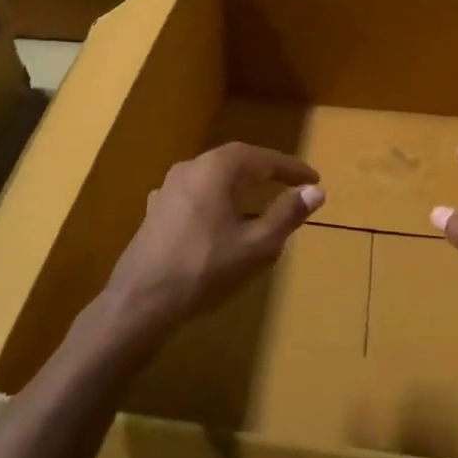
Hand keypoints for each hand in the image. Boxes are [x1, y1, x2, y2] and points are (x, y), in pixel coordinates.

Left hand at [100, 143, 323, 344]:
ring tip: (261, 202)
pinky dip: (218, 201)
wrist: (142, 300)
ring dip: (240, 186)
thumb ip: (287, 214)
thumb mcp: (256, 245)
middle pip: (234, 162)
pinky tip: (223, 221)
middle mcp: (189, 168)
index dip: (290, 168)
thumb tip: (315, 191)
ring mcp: (167, 189)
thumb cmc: (205, 268)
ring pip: (213, 178)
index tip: (313, 178)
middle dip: (265, 172)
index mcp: (215, 169)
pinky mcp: (156, 211)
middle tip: (290, 184)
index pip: (261, 158)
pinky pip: (196, 195)